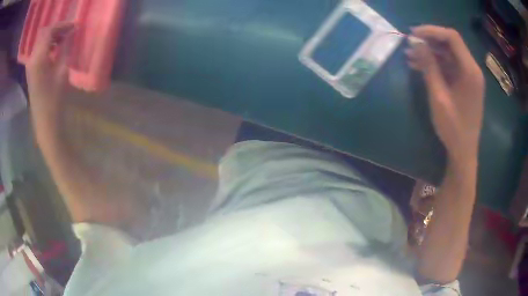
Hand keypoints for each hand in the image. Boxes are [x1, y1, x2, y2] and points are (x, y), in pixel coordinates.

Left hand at [26, 22, 74, 126]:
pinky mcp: (31, 72)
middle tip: (69, 31)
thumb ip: (66, 48)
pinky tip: (55, 50)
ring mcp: (30, 66)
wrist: (45, 123)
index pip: (49, 31)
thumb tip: (72, 32)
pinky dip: (48, 46)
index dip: (62, 25)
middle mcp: (32, 59)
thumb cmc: (55, 99)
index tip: (74, 26)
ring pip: (41, 42)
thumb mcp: (62, 71)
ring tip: (64, 40)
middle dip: (57, 30)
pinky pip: (39, 51)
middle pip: (44, 34)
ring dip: (52, 37)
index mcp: (38, 58)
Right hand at [406, 25, 484, 166]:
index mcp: (470, 71)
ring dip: (430, 52)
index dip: (432, 31)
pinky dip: (435, 64)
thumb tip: (416, 43)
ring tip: (410, 56)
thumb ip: (429, 66)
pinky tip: (420, 66)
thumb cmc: (453, 128)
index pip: (452, 37)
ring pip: (448, 54)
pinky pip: (449, 66)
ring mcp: (469, 77)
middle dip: (429, 41)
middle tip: (409, 44)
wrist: (463, 152)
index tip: (413, 34)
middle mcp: (472, 69)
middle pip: (450, 44)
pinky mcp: (465, 84)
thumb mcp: (438, 96)